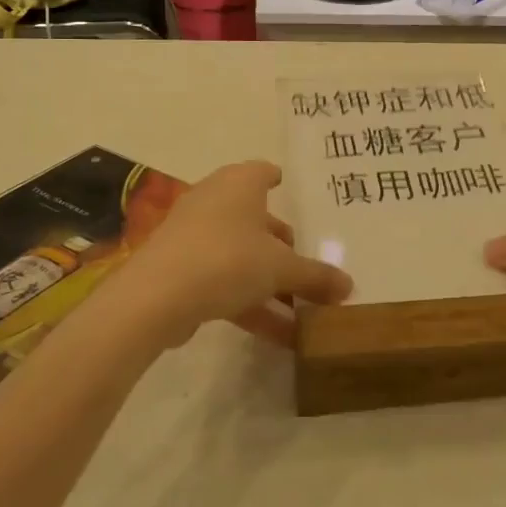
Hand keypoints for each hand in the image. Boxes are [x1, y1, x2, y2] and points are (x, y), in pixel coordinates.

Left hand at [111, 161, 351, 349]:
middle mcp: (215, 202)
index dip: (278, 179)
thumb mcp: (281, 269)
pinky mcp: (181, 270)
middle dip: (282, 244)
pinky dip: (251, 302)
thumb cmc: (227, 259)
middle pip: (256, 218)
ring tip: (304, 310)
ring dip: (270, 282)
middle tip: (308, 263)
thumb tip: (349, 286)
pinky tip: (280, 335)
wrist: (156, 297)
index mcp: (239, 184)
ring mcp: (194, 236)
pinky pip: (225, 281)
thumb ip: (316, 276)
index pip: (263, 171)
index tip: (293, 189)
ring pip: (241, 255)